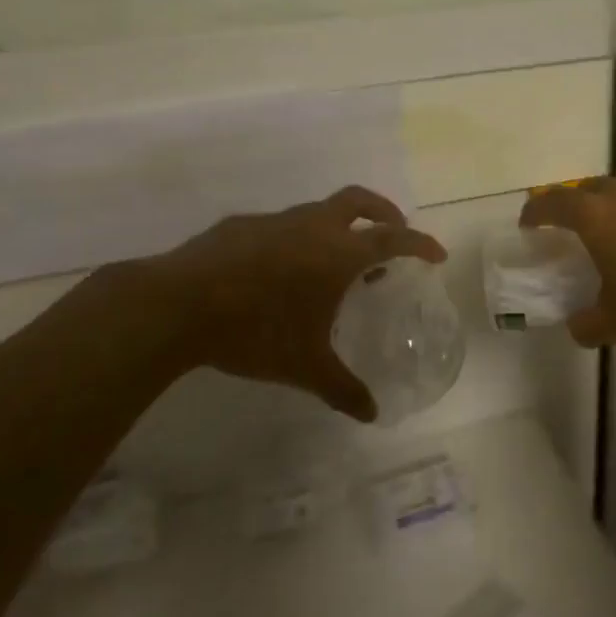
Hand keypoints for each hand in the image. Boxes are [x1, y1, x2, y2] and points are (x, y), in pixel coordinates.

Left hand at [144, 186, 445, 420]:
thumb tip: (372, 414)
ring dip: (338, 228)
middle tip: (393, 232)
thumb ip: (342, 388)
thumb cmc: (256, 331)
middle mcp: (312, 226)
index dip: (419, 243)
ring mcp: (275, 221)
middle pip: (359, 202)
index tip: (436, 253)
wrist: (179, 304)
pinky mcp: (242, 225)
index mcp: (338, 253)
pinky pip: (283, 226)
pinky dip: (298, 239)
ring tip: (336, 263)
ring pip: (319, 211)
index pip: (393, 238)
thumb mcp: (304, 367)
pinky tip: (281, 272)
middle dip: (384, 212)